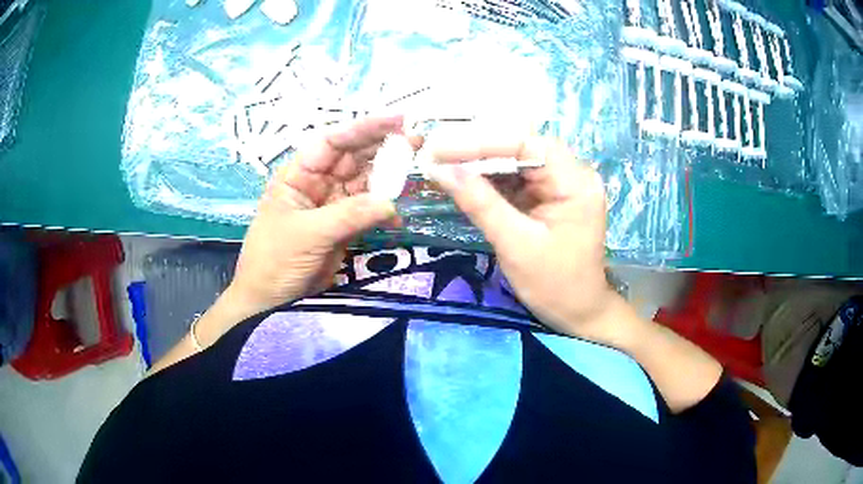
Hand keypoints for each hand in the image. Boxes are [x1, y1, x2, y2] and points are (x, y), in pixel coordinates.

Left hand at [226, 116, 405, 316]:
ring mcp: (332, 205)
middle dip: (383, 147)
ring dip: (389, 177)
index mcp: (299, 175)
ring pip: (365, 182)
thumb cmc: (274, 261)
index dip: (363, 128)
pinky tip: (397, 218)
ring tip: (416, 169)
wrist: (269, 301)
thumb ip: (348, 215)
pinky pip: (369, 211)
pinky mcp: (344, 227)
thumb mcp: (307, 234)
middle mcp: (317, 183)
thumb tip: (391, 204)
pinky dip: (384, 212)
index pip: (332, 142)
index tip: (396, 120)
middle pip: (353, 157)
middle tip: (417, 140)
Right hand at [426, 135, 636, 345]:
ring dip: (476, 161)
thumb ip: (480, 203)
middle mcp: (570, 173)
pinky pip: (513, 178)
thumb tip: (440, 169)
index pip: (524, 144)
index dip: (479, 142)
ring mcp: (559, 183)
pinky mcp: (547, 195)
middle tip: (432, 150)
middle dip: (474, 148)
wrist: (578, 312)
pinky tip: (459, 177)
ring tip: (438, 160)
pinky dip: (485, 178)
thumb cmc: (555, 285)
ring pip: (513, 160)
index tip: (439, 148)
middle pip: (518, 146)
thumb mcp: (516, 245)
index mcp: (574, 182)